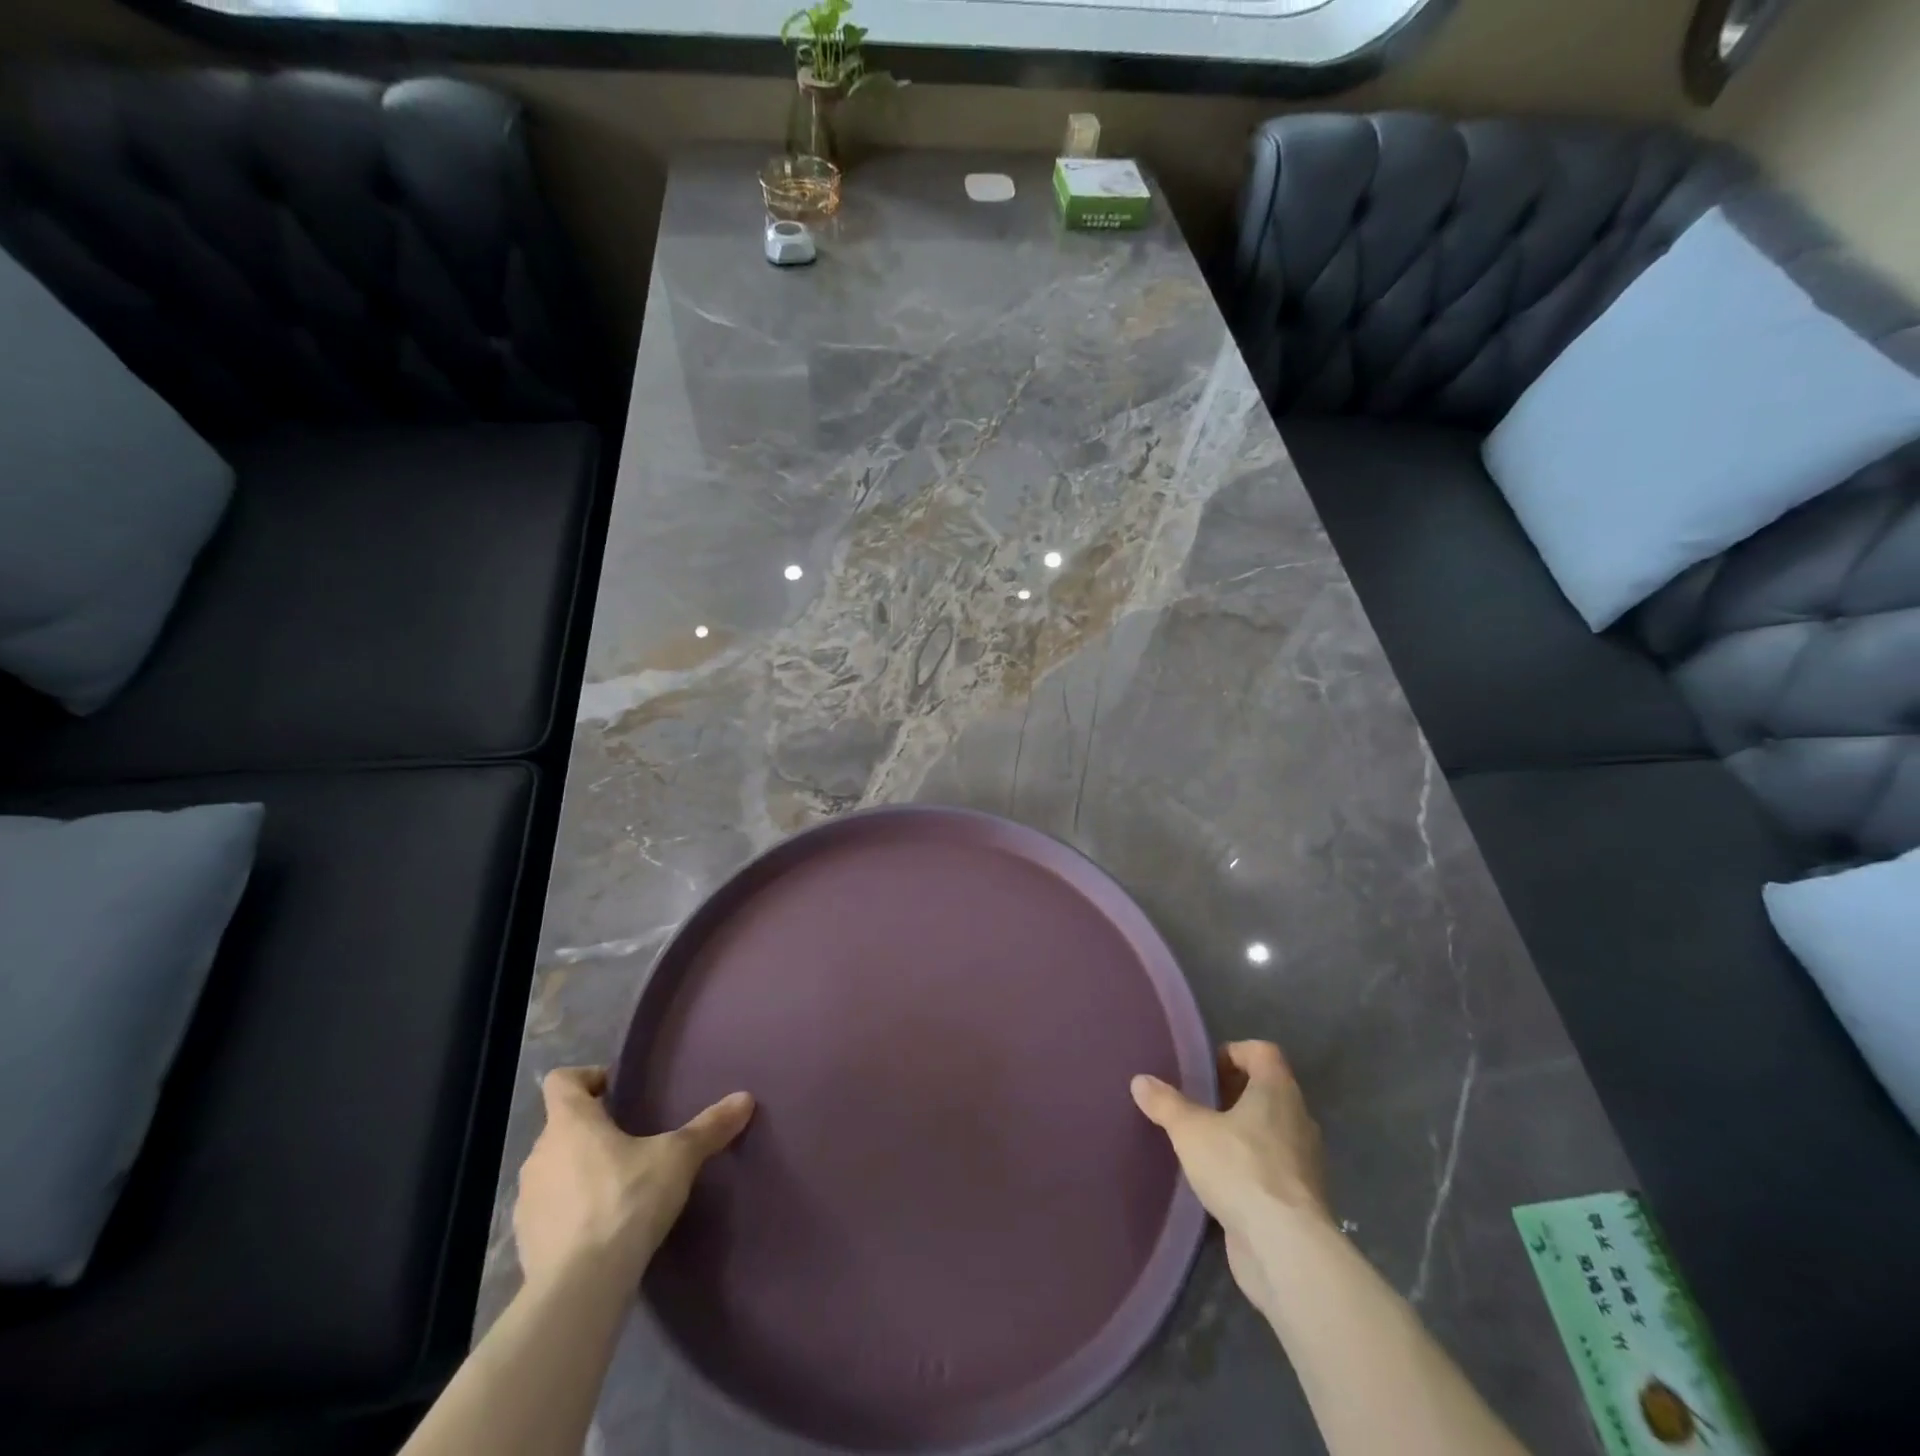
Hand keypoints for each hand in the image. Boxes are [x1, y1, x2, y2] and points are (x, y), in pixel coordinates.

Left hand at [514, 1067, 753, 1291]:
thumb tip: (745, 1098)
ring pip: (553, 1169)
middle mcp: (540, 1154)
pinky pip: (549, 1210)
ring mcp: (526, 1201)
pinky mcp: (525, 1241)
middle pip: (561, 1126)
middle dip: (592, 1130)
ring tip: (619, 1185)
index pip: (562, 1081)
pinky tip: (602, 1227)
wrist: (580, 1288)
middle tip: (631, 1140)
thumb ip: (709, 1127)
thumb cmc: (626, 1201)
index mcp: (571, 1123)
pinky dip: (570, 1211)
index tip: (617, 1092)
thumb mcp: (679, 1158)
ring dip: (578, 1171)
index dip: (587, 1078)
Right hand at [1132, 1041, 1331, 1317]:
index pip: (1263, 1052)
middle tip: (1198, 1105)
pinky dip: (1250, 1167)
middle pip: (1267, 1091)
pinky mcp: (1301, 1199)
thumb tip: (1140, 1080)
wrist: (1286, 1248)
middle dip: (1233, 1094)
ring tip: (1205, 1143)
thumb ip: (1166, 1103)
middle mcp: (1298, 1118)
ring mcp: (1305, 1161)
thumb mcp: (1190, 1130)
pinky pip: (1274, 1168)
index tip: (1205, 1071)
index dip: (1234, 1052)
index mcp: (1278, 1090)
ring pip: (1272, 1131)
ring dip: (1242, 1132)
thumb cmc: (1240, 1169)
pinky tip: (1221, 1182)